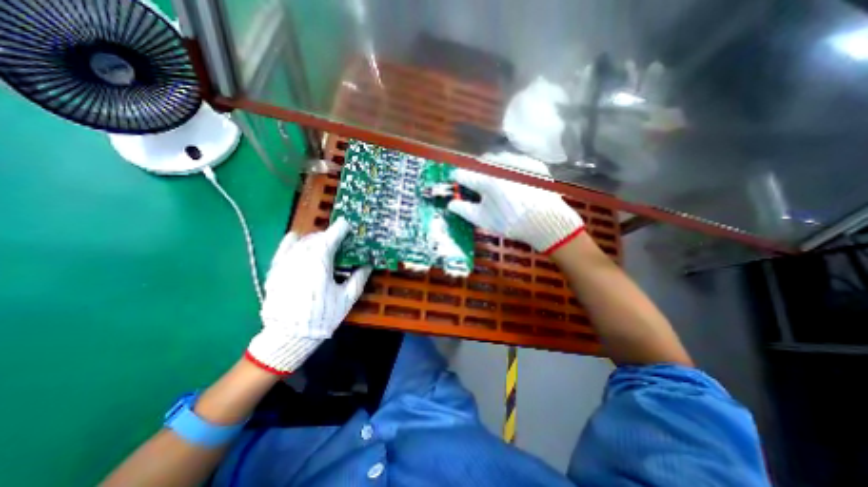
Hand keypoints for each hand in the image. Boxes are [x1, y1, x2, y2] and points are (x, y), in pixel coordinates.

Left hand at [242, 219, 371, 373]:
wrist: (289, 336)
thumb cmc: (322, 316)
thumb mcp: (347, 298)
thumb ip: (359, 278)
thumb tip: (367, 265)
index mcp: (320, 261)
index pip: (331, 236)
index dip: (341, 228)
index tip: (347, 225)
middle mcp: (301, 256)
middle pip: (316, 237)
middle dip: (329, 235)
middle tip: (339, 240)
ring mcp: (285, 262)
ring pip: (301, 241)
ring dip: (314, 239)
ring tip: (322, 244)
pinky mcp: (275, 270)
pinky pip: (283, 248)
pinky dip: (292, 242)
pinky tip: (297, 240)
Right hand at [447, 168, 582, 253]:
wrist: (546, 223)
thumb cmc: (511, 223)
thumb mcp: (483, 220)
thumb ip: (463, 210)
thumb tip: (450, 204)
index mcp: (486, 181)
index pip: (464, 174)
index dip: (457, 178)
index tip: (456, 179)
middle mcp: (501, 167)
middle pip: (480, 164)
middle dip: (476, 172)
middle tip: (477, 183)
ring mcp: (519, 164)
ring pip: (498, 159)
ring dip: (492, 167)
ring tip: (496, 181)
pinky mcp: (533, 165)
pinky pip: (515, 161)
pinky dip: (510, 168)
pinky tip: (513, 181)